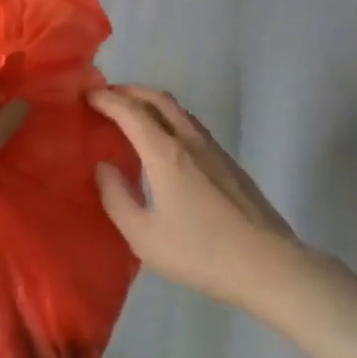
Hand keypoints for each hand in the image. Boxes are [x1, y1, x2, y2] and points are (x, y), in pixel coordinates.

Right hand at [89, 85, 303, 309]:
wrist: (270, 266)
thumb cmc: (201, 252)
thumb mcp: (144, 237)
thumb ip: (117, 198)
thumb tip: (104, 166)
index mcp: (165, 152)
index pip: (130, 110)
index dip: (106, 98)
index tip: (86, 95)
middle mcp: (189, 140)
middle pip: (158, 98)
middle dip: (129, 91)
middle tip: (107, 98)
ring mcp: (214, 149)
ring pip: (178, 110)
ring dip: (151, 103)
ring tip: (132, 117)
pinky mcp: (229, 164)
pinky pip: (191, 126)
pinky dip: (168, 120)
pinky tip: (164, 144)